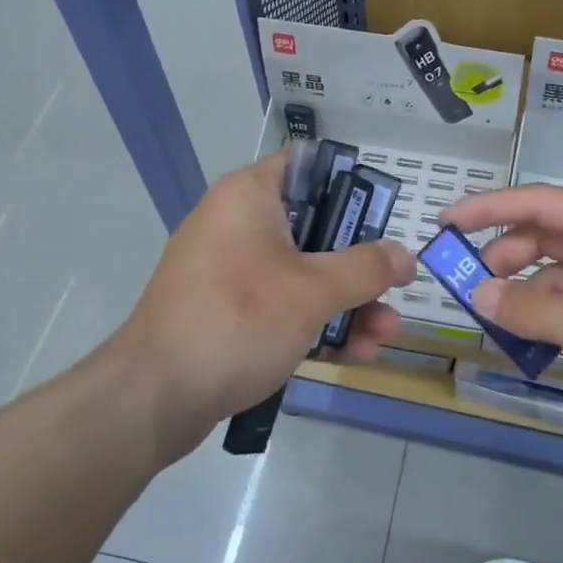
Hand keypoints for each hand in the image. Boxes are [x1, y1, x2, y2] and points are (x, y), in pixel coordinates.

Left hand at [113, 151, 415, 458]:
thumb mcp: (313, 291)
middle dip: (359, 264)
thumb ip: (366, 268)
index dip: (351, 184)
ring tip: (385, 335)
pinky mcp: (226, 313)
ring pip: (301, 274)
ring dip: (347, 303)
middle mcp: (237, 224)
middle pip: (314, 228)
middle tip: (396, 287)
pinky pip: (280, 306)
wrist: (156, 396)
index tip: (384, 214)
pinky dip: (315, 324)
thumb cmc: (238, 320)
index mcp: (249, 196)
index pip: (307, 166)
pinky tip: (355, 354)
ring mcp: (229, 272)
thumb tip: (406, 255)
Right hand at [439, 184, 562, 453]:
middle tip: (465, 284)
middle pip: (544, 236)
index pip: (538, 202)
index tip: (444, 223)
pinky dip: (545, 318)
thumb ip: (529, 308)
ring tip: (490, 319)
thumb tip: (478, 295)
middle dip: (503, 255)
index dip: (488, 208)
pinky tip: (525, 343)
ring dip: (522, 292)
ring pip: (555, 274)